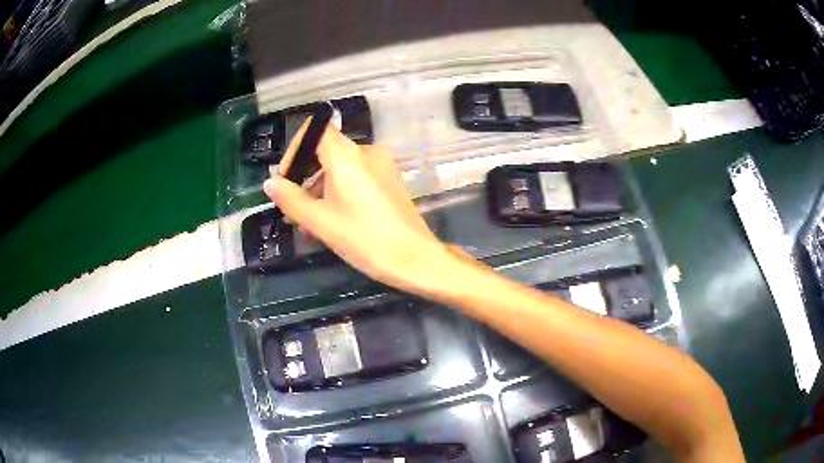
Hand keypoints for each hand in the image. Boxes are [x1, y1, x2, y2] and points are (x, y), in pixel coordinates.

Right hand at [263, 119, 454, 291]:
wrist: (415, 259)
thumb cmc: (364, 239)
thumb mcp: (320, 221)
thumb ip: (291, 199)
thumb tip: (270, 183)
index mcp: (347, 156)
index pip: (315, 130)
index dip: (295, 150)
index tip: (287, 179)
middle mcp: (367, 152)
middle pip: (327, 150)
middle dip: (306, 176)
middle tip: (297, 208)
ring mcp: (382, 165)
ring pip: (342, 166)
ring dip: (323, 187)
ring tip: (315, 222)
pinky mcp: (391, 179)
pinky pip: (358, 176)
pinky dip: (342, 190)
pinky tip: (338, 219)